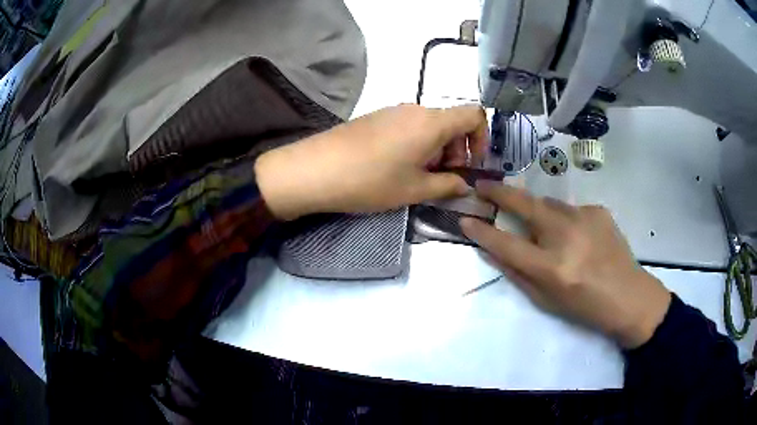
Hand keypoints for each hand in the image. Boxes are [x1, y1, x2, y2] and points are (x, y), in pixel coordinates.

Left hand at [255, 104, 487, 219]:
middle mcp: (415, 109)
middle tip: (442, 179)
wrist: (315, 169)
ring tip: (417, 177)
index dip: (482, 138)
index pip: (474, 115)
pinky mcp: (376, 117)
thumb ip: (447, 185)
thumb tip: (464, 184)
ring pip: (429, 126)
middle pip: (451, 122)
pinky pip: (408, 126)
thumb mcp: (414, 189)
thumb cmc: (371, 180)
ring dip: (435, 150)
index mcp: (432, 122)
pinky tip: (397, 167)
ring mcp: (393, 111)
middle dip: (456, 150)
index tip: (472, 164)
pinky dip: (416, 145)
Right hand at [461, 181, 670, 348]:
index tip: (465, 219)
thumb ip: (518, 273)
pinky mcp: (598, 210)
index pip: (506, 243)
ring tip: (545, 230)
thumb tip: (494, 249)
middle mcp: (566, 235)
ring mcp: (585, 218)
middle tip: (482, 184)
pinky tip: (579, 237)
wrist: (628, 296)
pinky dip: (566, 220)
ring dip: (538, 212)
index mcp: (551, 267)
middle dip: (499, 192)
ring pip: (549, 204)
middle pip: (525, 204)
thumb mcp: (546, 300)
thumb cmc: (585, 307)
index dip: (482, 231)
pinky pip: (571, 210)